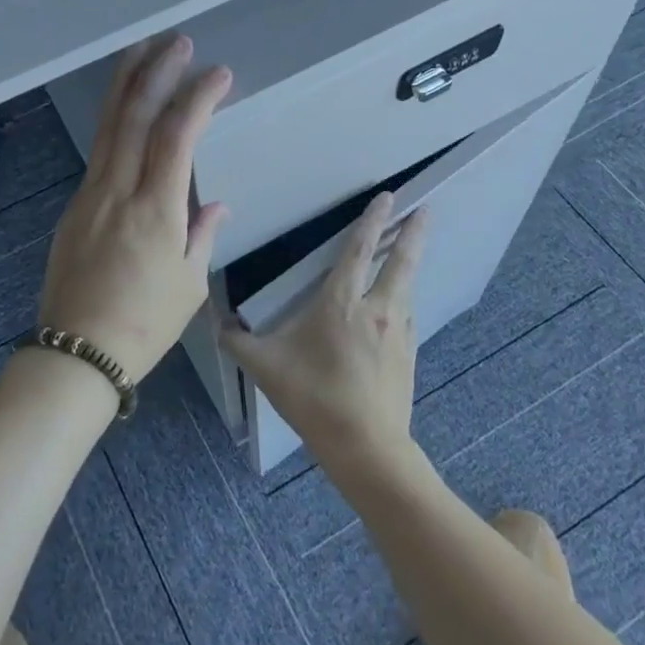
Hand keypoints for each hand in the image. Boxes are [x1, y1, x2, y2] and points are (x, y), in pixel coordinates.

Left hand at [37, 35, 232, 380]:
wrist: (76, 353)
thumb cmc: (144, 325)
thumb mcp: (189, 284)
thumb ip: (202, 234)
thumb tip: (214, 205)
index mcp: (155, 209)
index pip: (176, 136)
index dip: (197, 98)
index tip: (218, 74)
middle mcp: (118, 191)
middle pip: (133, 117)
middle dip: (156, 73)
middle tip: (176, 42)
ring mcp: (90, 195)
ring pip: (107, 127)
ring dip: (125, 85)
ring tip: (141, 52)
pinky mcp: (74, 207)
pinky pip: (98, 152)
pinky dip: (114, 121)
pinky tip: (124, 111)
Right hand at [221, 192, 427, 474]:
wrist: (366, 447)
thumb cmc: (313, 398)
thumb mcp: (265, 368)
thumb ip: (238, 342)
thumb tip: (219, 326)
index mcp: (341, 303)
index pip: (360, 250)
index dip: (373, 220)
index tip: (388, 197)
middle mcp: (377, 309)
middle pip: (401, 261)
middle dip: (413, 232)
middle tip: (425, 210)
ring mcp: (398, 333)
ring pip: (407, 288)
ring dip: (409, 264)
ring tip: (410, 252)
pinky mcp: (408, 355)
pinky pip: (406, 316)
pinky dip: (404, 299)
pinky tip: (398, 306)